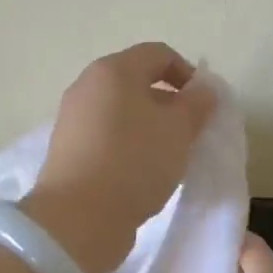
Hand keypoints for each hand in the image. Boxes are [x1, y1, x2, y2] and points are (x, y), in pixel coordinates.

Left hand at [22, 42, 217, 272]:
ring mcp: (73, 117)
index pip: (159, 54)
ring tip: (168, 155)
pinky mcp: (67, 148)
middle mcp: (88, 85)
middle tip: (189, 132)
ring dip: (149, 125)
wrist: (78, 218)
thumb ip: (197, 104)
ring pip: (121, 110)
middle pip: (136, 81)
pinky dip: (128, 144)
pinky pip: (107, 134)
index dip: (188, 73)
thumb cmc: (135, 162)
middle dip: (168, 102)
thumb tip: (203, 90)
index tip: (204, 105)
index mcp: (113, 70)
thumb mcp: (179, 131)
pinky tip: (141, 172)